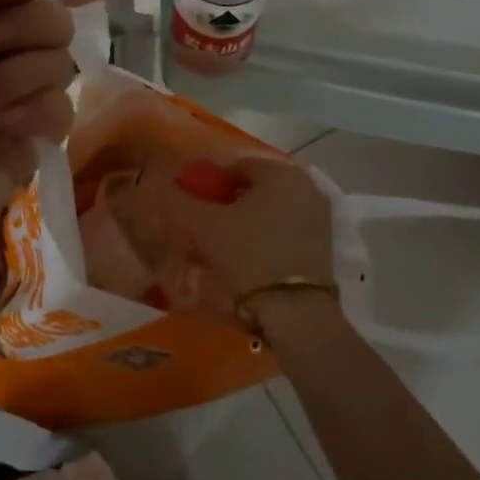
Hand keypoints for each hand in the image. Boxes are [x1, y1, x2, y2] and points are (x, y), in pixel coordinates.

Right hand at [110, 155, 333, 312]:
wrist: (296, 312)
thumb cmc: (250, 255)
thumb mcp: (205, 226)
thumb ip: (179, 201)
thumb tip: (154, 184)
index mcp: (280, 172)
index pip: (235, 167)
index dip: (208, 185)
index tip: (192, 209)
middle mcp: (305, 185)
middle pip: (254, 188)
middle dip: (228, 204)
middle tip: (205, 230)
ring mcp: (319, 215)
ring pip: (270, 210)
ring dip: (246, 222)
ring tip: (223, 248)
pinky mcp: (325, 244)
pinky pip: (286, 230)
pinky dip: (266, 238)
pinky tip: (250, 261)